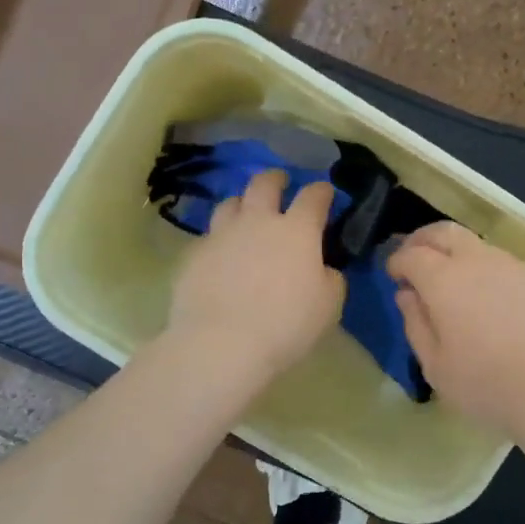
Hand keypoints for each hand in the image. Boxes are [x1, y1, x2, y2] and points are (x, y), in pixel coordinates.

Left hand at [167, 170, 344, 384]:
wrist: (221, 344)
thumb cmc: (286, 324)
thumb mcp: (329, 305)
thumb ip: (330, 278)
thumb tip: (323, 269)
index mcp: (297, 230)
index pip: (313, 196)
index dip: (321, 191)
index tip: (325, 193)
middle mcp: (258, 222)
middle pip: (264, 184)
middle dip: (275, 179)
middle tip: (280, 183)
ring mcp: (221, 235)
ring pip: (230, 204)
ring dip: (242, 204)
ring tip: (245, 214)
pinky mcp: (194, 255)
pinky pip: (208, 237)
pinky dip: (219, 240)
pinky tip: (220, 255)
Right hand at [387, 222, 524, 442]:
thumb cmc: (490, 385)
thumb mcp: (436, 367)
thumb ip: (416, 325)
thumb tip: (408, 295)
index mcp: (445, 279)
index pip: (412, 254)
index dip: (397, 261)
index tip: (393, 275)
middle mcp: (480, 261)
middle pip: (445, 232)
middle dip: (424, 240)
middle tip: (415, 258)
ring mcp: (517, 267)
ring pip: (479, 246)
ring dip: (459, 255)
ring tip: (456, 283)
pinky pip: (509, 267)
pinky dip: (491, 273)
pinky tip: (497, 303)